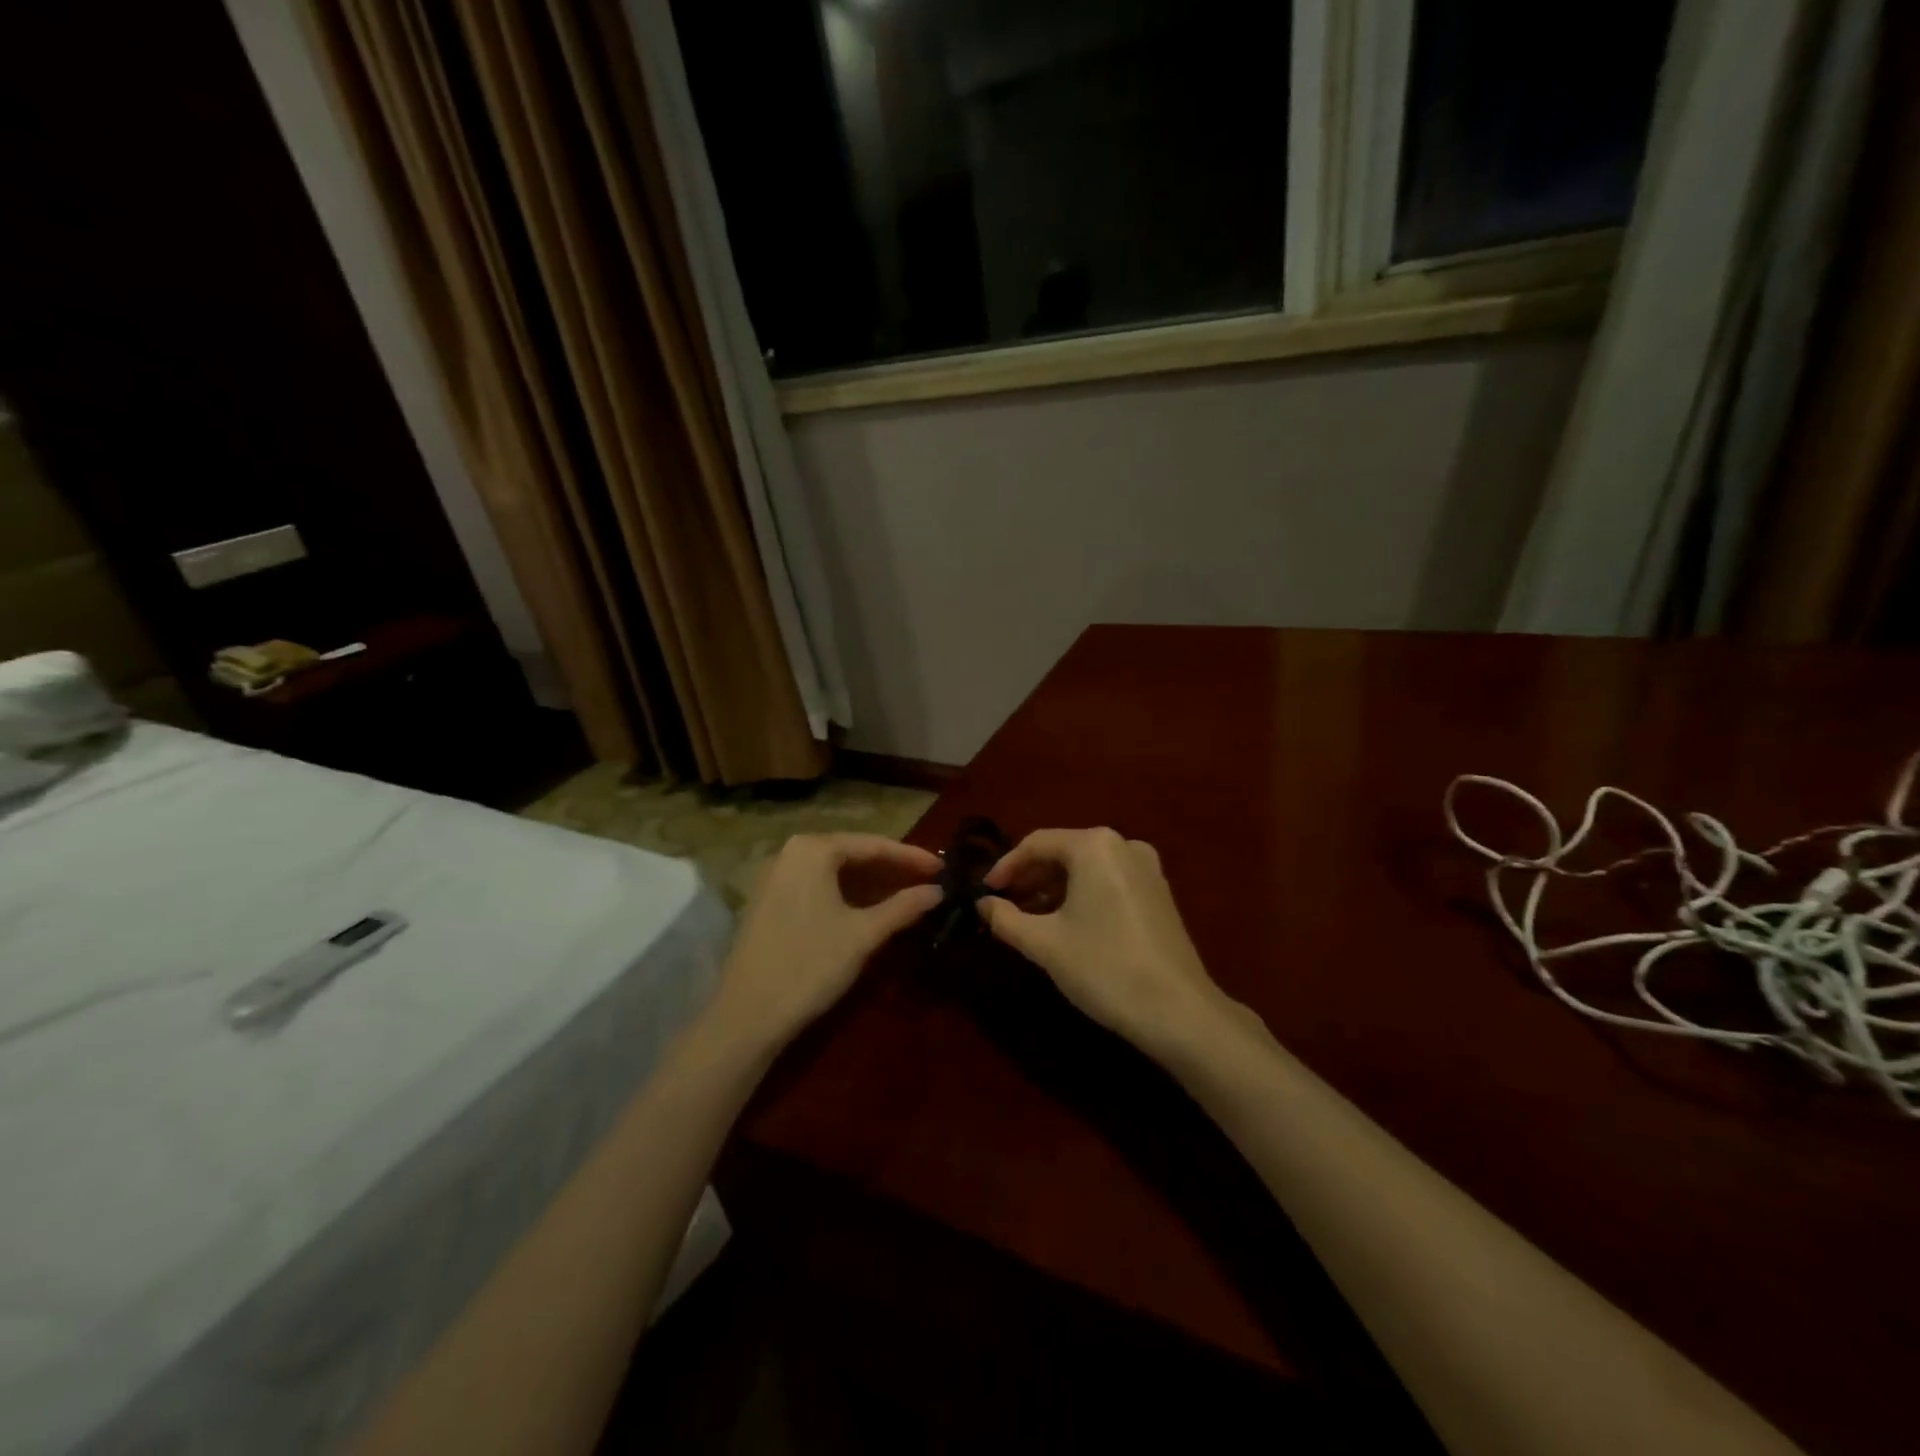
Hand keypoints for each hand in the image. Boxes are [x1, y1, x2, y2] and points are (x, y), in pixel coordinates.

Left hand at [709, 833, 943, 1052]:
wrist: (746, 1015)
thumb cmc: (810, 965)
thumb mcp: (863, 934)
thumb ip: (903, 907)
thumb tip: (938, 891)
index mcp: (813, 849)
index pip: (874, 845)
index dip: (911, 857)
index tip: (943, 867)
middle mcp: (791, 852)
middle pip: (853, 854)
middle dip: (892, 869)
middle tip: (929, 882)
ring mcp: (776, 876)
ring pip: (835, 872)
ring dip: (871, 884)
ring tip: (908, 895)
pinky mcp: (770, 901)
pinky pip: (818, 886)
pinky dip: (847, 895)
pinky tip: (871, 909)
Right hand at [980, 828, 1230, 1054]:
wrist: (1179, 1011)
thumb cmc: (1104, 967)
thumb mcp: (1045, 944)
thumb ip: (1006, 918)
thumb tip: (983, 904)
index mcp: (1095, 845)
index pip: (1036, 843)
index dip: (1005, 866)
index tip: (984, 892)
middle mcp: (1123, 845)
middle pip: (1063, 852)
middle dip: (1030, 877)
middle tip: (1003, 905)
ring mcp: (1147, 868)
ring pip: (1086, 868)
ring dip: (1054, 888)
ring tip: (1029, 918)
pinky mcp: (1159, 892)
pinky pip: (1108, 881)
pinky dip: (1081, 895)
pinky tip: (1066, 924)